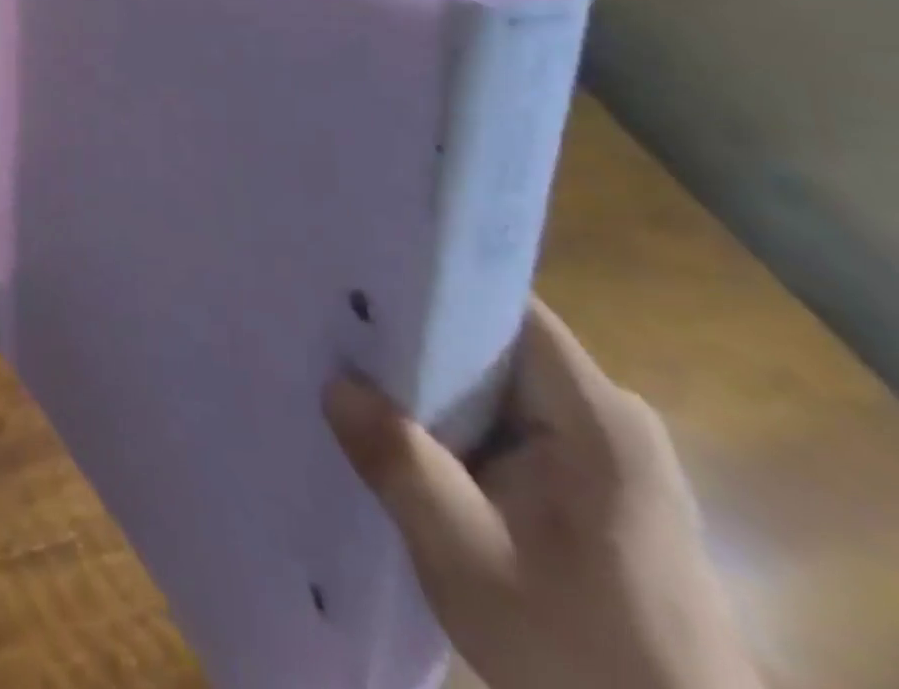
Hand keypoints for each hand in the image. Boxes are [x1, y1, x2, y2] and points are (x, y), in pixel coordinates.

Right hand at [324, 300, 760, 688]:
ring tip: (360, 387)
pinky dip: (459, 429)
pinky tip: (412, 447)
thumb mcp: (467, 559)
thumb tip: (334, 383)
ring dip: (433, 393)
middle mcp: (609, 417)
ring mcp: (608, 455)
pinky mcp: (598, 490)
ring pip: (497, 389)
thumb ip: (399, 462)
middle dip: (417, 345)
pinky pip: (511, 427)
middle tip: (341, 342)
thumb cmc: (581, 656)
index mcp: (596, 416)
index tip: (360, 291)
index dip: (431, 290)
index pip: (504, 309)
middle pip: (495, 346)